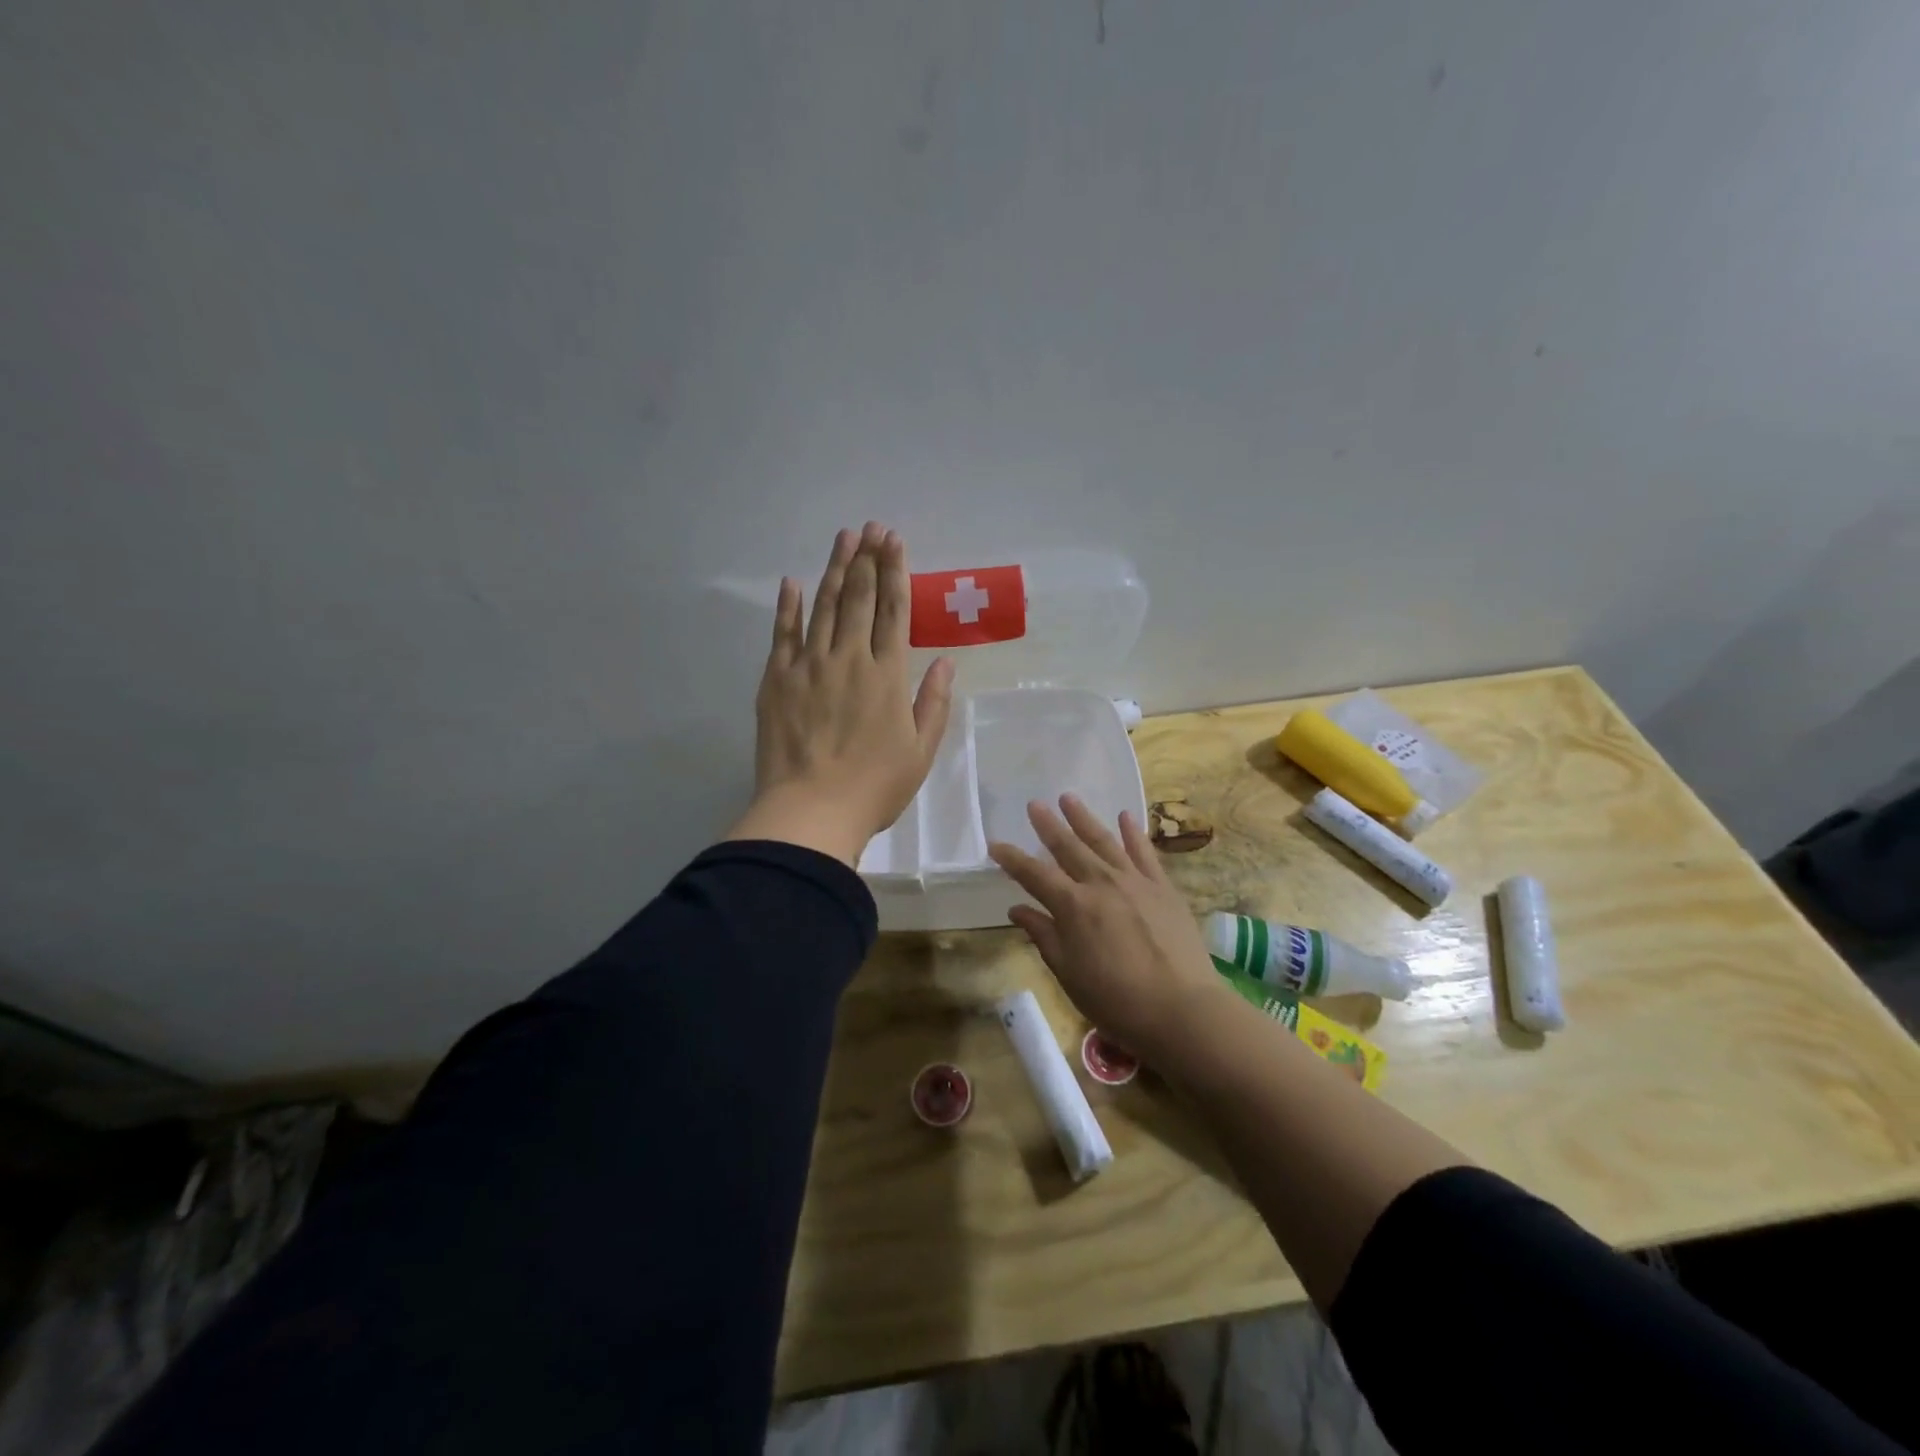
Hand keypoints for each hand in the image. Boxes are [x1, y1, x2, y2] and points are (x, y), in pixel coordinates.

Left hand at [726, 523, 955, 866]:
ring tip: (842, 538)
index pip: (893, 611)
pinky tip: (792, 582)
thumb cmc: (875, 787)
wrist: (812, 811)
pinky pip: (783, 634)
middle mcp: (850, 659)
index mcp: (887, 675)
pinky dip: (788, 606)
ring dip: (834, 570)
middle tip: (870, 527)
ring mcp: (809, 666)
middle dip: (866, 559)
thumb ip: (934, 703)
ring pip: (823, 606)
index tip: (894, 541)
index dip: (895, 572)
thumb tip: (946, 662)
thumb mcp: (920, 751)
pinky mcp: (777, 679)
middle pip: (858, 598)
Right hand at [989, 795, 1228, 1065]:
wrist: (1182, 1009)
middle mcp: (1101, 883)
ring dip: (1084, 818)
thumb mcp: (1069, 973)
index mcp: (1073, 906)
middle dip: (1048, 825)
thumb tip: (1017, 909)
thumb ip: (1043, 935)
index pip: (1034, 875)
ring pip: (1104, 841)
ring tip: (1068, 798)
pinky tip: (1125, 816)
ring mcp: (1135, 881)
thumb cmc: (1117, 1000)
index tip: (995, 844)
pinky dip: (1133, 832)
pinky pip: (1144, 852)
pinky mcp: (1163, 887)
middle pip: (1068, 847)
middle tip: (1034, 804)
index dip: (1012, 859)